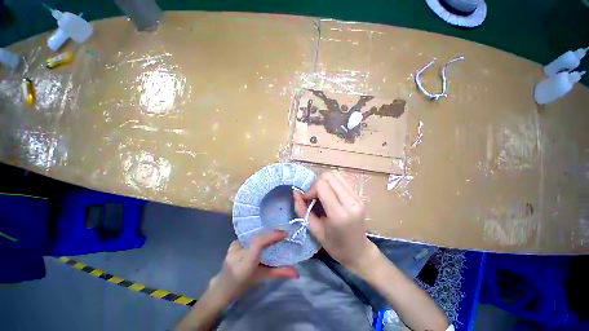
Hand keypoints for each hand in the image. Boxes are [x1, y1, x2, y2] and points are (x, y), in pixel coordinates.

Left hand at [210, 231, 298, 300]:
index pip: (258, 242)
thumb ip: (279, 272)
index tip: (284, 234)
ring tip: (276, 233)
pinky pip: (249, 234)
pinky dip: (259, 234)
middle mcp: (238, 251)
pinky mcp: (233, 242)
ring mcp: (233, 245)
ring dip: (265, 233)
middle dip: (271, 233)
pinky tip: (265, 234)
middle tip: (282, 233)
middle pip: (258, 236)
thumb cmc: (243, 284)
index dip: (272, 235)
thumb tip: (297, 272)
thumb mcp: (262, 278)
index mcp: (244, 262)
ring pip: (253, 234)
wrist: (223, 286)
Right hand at [294, 171, 375, 271]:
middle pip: (329, 176)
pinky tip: (329, 194)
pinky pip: (342, 180)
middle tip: (314, 196)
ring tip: (321, 194)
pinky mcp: (359, 196)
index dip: (310, 189)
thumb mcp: (314, 230)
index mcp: (339, 214)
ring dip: (324, 181)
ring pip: (336, 174)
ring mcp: (357, 197)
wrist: (358, 251)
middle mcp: (351, 202)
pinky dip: (332, 183)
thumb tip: (295, 193)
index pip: (322, 185)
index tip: (307, 199)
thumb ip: (302, 210)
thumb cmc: (334, 245)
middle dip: (317, 183)